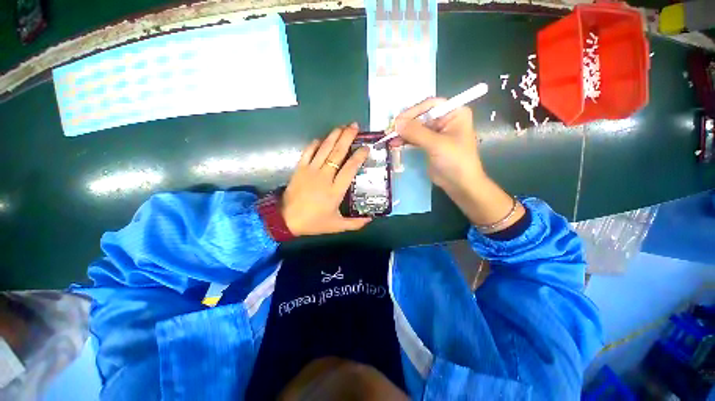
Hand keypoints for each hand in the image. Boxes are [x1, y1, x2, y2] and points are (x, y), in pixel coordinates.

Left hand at [281, 123, 371, 235]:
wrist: (286, 220)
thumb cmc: (313, 222)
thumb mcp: (336, 226)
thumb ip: (355, 223)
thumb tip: (370, 219)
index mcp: (336, 190)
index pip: (350, 168)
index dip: (359, 156)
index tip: (366, 147)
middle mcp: (325, 176)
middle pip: (337, 153)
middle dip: (347, 137)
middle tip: (355, 126)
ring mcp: (311, 170)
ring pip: (324, 149)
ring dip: (333, 136)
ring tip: (342, 127)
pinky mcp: (300, 169)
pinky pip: (308, 152)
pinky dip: (315, 144)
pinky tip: (321, 139)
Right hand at [392, 99, 523, 231]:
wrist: (460, 184)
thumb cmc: (455, 161)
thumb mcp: (436, 144)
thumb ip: (416, 132)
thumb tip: (396, 123)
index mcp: (454, 113)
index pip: (430, 105)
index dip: (413, 111)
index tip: (398, 121)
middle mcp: (445, 120)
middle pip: (421, 116)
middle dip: (405, 124)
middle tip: (390, 131)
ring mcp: (436, 133)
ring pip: (416, 128)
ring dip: (402, 133)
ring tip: (389, 138)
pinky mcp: (429, 145)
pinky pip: (414, 138)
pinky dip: (405, 140)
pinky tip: (394, 143)